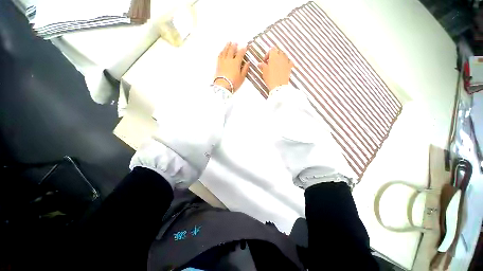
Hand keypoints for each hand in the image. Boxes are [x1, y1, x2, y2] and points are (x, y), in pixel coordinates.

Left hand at [215, 42, 249, 92]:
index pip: (240, 54)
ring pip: (225, 51)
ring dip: (227, 46)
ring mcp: (223, 61)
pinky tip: (222, 50)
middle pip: (231, 50)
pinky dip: (222, 51)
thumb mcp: (242, 77)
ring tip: (229, 42)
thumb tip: (248, 62)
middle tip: (236, 42)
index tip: (245, 47)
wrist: (223, 86)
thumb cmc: (234, 83)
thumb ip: (245, 69)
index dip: (243, 50)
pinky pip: (220, 55)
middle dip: (234, 46)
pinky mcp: (218, 64)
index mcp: (236, 63)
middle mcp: (229, 60)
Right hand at [258, 47, 293, 91]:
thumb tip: (259, 64)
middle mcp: (281, 57)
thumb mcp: (264, 72)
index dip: (267, 54)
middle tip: (269, 63)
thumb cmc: (270, 78)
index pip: (271, 50)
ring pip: (283, 56)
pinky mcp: (290, 67)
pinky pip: (288, 62)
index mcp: (274, 56)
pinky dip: (285, 63)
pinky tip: (283, 67)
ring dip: (279, 59)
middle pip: (278, 52)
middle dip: (274, 56)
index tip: (265, 61)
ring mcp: (287, 61)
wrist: (279, 86)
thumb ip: (262, 66)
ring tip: (275, 66)